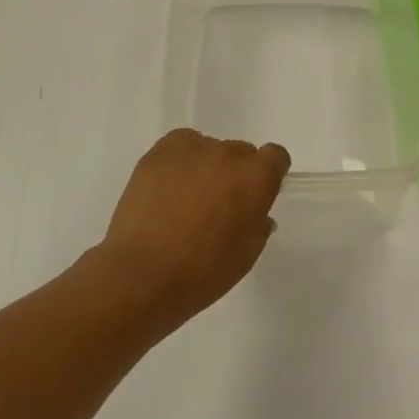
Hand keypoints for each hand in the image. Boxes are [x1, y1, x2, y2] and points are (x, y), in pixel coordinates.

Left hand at [91, 129, 290, 329]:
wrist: (143, 273)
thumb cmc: (203, 271)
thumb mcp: (245, 256)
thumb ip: (257, 226)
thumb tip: (256, 214)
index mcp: (257, 178)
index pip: (275, 157)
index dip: (268, 174)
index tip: (256, 195)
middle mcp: (229, 154)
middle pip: (241, 153)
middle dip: (235, 174)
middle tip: (218, 205)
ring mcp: (193, 149)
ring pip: (209, 149)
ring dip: (206, 168)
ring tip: (186, 200)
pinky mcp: (160, 151)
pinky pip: (181, 145)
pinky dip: (180, 160)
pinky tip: (169, 186)